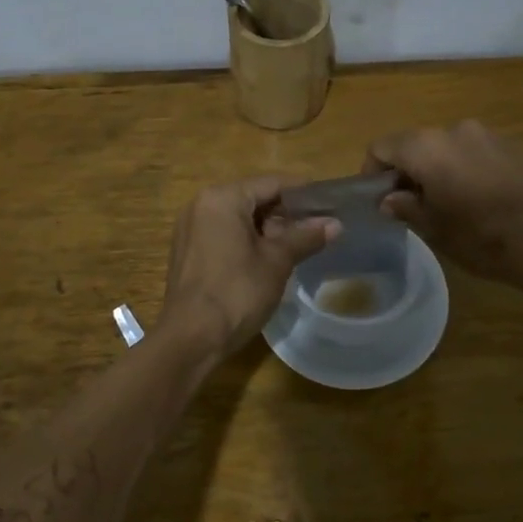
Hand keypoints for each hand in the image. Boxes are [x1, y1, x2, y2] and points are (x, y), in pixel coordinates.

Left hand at [161, 176, 336, 356]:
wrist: (191, 338)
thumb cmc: (237, 292)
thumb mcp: (277, 262)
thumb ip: (305, 237)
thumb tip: (335, 224)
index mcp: (222, 198)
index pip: (271, 183)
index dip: (303, 194)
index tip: (329, 206)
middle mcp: (201, 205)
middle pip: (253, 199)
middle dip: (285, 214)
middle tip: (317, 231)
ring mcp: (190, 228)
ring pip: (238, 218)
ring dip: (267, 230)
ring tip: (298, 247)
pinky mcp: (187, 251)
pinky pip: (223, 234)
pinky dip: (246, 241)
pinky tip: (267, 261)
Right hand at [366, 121, 522, 285]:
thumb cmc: (482, 237)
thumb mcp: (434, 229)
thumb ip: (405, 207)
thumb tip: (389, 199)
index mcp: (428, 147)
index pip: (382, 147)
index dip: (372, 172)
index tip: (377, 200)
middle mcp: (455, 130)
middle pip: (415, 144)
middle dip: (405, 171)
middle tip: (408, 206)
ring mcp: (487, 135)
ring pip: (445, 148)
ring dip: (435, 170)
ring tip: (444, 205)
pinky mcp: (512, 146)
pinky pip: (473, 153)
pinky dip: (463, 170)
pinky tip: (475, 201)